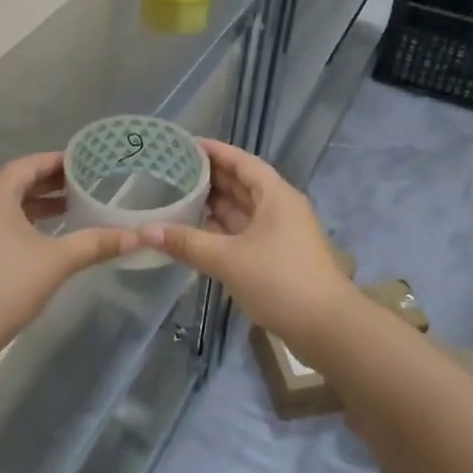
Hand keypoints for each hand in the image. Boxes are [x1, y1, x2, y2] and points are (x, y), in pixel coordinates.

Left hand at [0, 153, 136, 346]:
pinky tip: (42, 241)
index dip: (56, 162)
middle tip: (83, 186)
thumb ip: (96, 244)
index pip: (28, 165)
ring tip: (69, 211)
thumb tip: (138, 237)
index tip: (84, 164)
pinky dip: (21, 224)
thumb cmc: (8, 283)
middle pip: (15, 184)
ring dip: (35, 206)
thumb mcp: (58, 261)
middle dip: (49, 185)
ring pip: (5, 207)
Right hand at [137, 139, 354, 341]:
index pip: (242, 162)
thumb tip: (145, 231)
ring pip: (242, 211)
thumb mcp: (228, 259)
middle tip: (172, 170)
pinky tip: (195, 233)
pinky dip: (221, 230)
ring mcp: (280, 234)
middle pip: (242, 184)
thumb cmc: (280, 281)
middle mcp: (279, 208)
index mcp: (275, 195)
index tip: (185, 145)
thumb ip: (187, 242)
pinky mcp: (277, 258)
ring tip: (177, 197)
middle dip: (210, 177)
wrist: (327, 327)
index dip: (215, 151)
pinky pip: (244, 233)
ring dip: (214, 205)